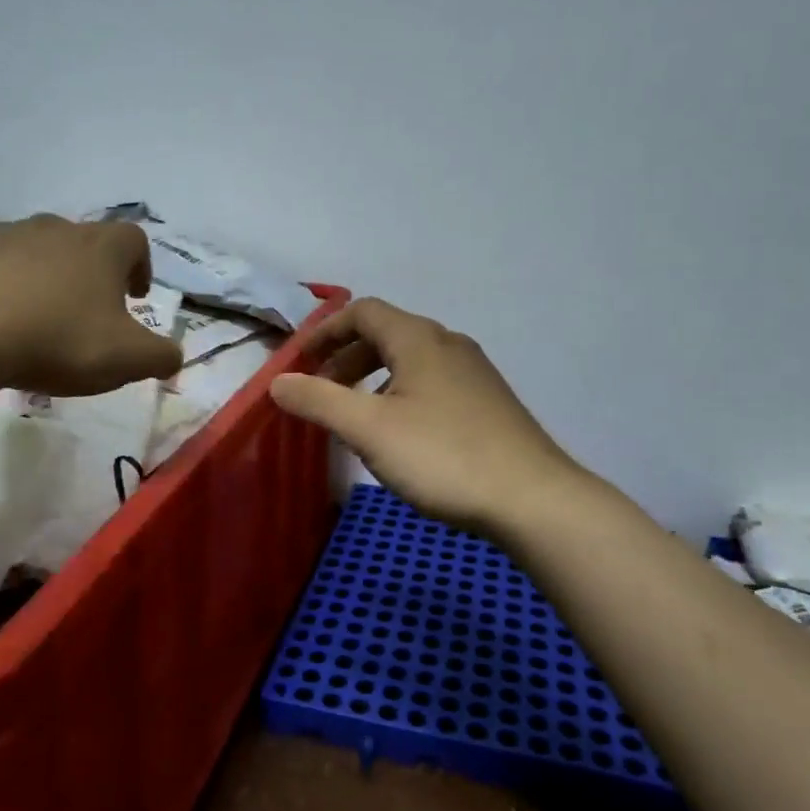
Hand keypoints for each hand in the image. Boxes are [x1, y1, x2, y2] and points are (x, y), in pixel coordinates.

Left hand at [0, 214, 183, 396]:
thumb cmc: (58, 339)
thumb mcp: (127, 359)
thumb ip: (161, 357)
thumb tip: (174, 357)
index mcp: (102, 248)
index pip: (135, 240)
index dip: (141, 266)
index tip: (135, 297)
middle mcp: (56, 229)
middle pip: (85, 243)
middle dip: (92, 275)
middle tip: (90, 313)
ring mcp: (5, 236)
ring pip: (37, 253)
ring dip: (45, 281)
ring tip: (39, 322)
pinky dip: (2, 288)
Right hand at [270, 298, 581, 531]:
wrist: (531, 498)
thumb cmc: (443, 456)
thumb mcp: (369, 429)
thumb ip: (319, 401)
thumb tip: (278, 382)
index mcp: (419, 339)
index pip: (363, 312)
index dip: (325, 331)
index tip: (299, 362)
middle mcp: (449, 344)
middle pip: (387, 334)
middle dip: (346, 358)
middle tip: (321, 392)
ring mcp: (475, 373)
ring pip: (411, 361)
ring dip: (374, 378)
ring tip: (355, 416)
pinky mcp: (488, 402)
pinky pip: (432, 383)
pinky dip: (401, 394)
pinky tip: (400, 435)